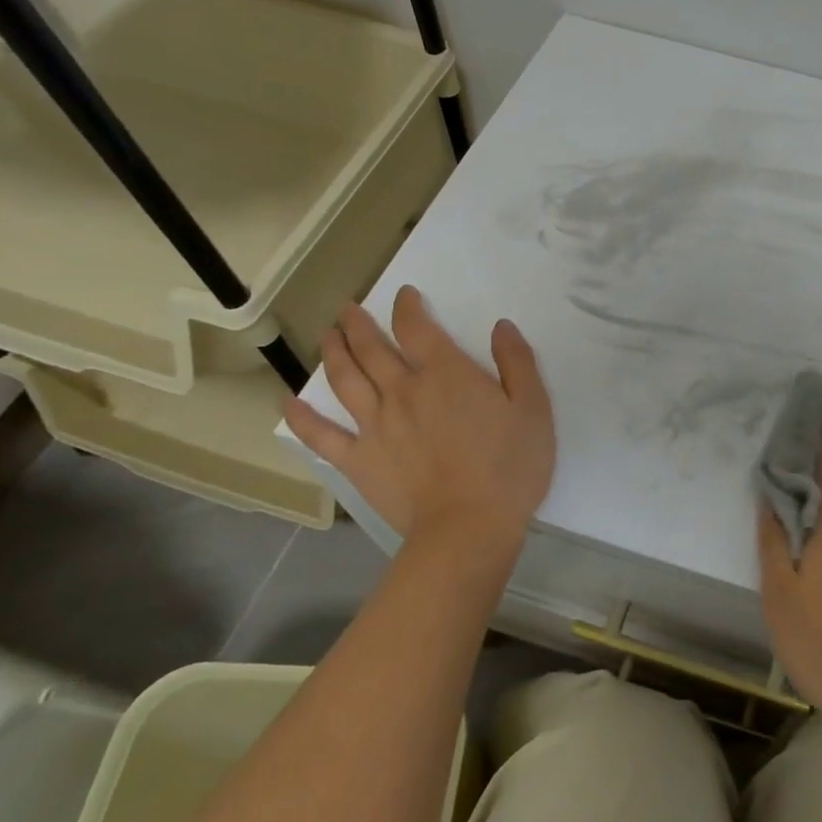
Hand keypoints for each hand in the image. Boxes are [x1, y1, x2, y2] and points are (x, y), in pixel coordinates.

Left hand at [285, 289, 555, 570]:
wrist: (468, 527)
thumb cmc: (510, 467)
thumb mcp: (533, 409)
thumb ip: (517, 363)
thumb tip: (501, 326)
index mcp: (445, 374)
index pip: (417, 328)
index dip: (408, 307)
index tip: (404, 295)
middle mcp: (403, 390)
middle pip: (372, 348)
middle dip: (358, 324)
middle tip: (348, 310)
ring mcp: (375, 426)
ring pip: (345, 380)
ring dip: (333, 353)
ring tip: (327, 336)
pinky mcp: (359, 461)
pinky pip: (322, 435)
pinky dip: (301, 418)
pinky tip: (287, 403)